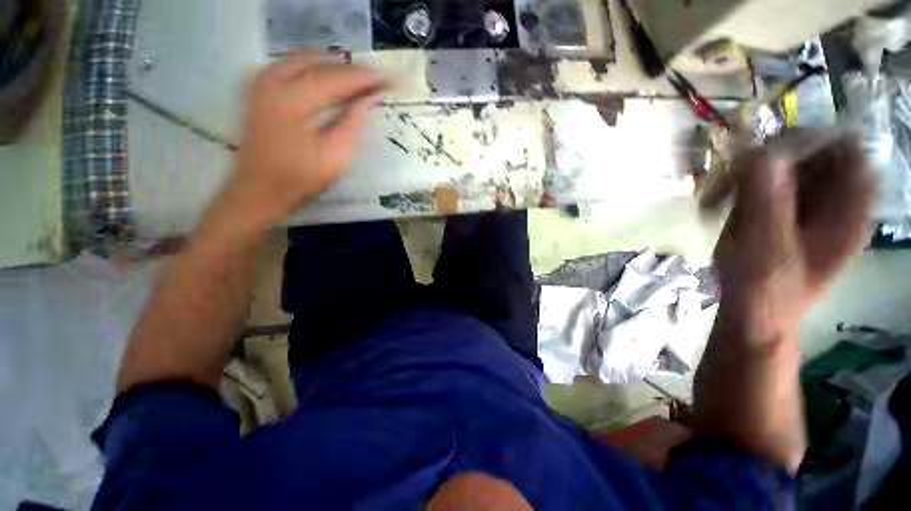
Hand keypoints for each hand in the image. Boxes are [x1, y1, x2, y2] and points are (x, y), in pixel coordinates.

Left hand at [227, 60, 384, 225]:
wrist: (260, 190)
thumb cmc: (301, 179)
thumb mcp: (335, 156)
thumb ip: (352, 123)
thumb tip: (369, 99)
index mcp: (293, 101)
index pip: (336, 79)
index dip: (363, 78)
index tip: (385, 77)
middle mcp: (273, 81)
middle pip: (320, 65)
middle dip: (349, 71)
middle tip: (373, 80)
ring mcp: (261, 82)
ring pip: (304, 60)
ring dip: (332, 68)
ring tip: (355, 79)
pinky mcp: (257, 88)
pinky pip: (289, 65)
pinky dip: (312, 68)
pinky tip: (326, 76)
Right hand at [710, 132, 872, 341]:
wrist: (753, 314)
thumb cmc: (764, 290)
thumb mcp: (766, 249)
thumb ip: (767, 202)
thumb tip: (762, 154)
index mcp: (848, 212)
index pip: (846, 150)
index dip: (811, 141)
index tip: (767, 151)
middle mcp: (834, 202)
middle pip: (814, 153)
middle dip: (772, 157)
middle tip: (734, 175)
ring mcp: (808, 207)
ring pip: (787, 166)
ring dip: (751, 173)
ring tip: (721, 194)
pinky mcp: (783, 213)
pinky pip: (768, 182)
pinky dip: (743, 185)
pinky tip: (722, 202)